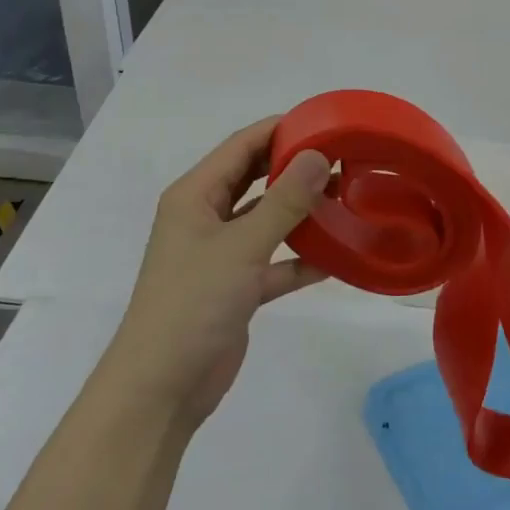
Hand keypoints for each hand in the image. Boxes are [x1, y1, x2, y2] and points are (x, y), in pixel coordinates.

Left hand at [105, 118, 331, 427]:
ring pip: (266, 219)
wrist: (162, 387)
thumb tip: (320, 155)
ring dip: (301, 211)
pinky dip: (301, 258)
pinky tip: (338, 256)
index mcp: (194, 196)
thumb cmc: (193, 303)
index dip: (280, 130)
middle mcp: (205, 217)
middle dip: (294, 167)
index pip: (241, 146)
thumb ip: (284, 201)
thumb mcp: (242, 246)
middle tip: (343, 157)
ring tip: (347, 197)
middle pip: (254, 179)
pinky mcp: (236, 287)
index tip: (326, 123)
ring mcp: (221, 253)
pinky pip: (275, 261)